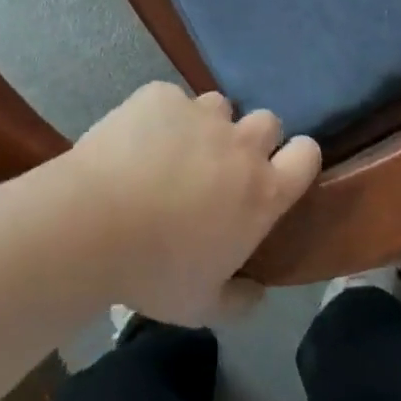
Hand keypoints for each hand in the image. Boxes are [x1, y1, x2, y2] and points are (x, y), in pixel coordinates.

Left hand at [65, 82, 320, 325]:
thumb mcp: (202, 305)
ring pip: (219, 105)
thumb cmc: (154, 271)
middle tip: (222, 164)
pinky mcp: (160, 95)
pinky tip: (136, 140)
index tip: (280, 169)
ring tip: (176, 148)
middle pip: (268, 122)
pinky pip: (171, 99)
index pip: (307, 155)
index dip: (298, 158)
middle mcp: (240, 144)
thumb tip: (257, 293)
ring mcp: (200, 114)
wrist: (93, 223)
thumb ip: (239, 300)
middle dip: (252, 138)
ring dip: (207, 124)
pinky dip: (160, 116)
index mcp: (262, 192)